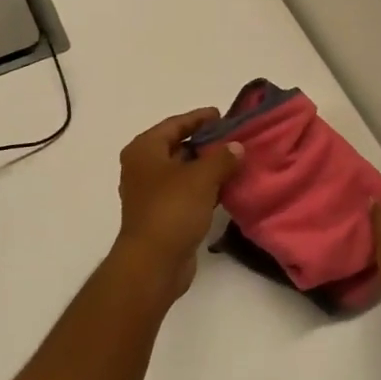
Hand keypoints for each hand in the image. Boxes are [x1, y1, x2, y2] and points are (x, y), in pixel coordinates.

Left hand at [111, 110, 240, 299]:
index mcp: (145, 150)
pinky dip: (204, 188)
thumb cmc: (172, 210)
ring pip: (183, 171)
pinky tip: (227, 188)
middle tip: (234, 138)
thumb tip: (237, 147)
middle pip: (178, 146)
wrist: (153, 264)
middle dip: (205, 143)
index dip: (199, 118)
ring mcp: (151, 193)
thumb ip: (222, 157)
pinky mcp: (162, 215)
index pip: (175, 124)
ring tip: (236, 162)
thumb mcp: (201, 177)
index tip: (222, 116)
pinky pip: (186, 193)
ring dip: (207, 167)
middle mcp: (143, 168)